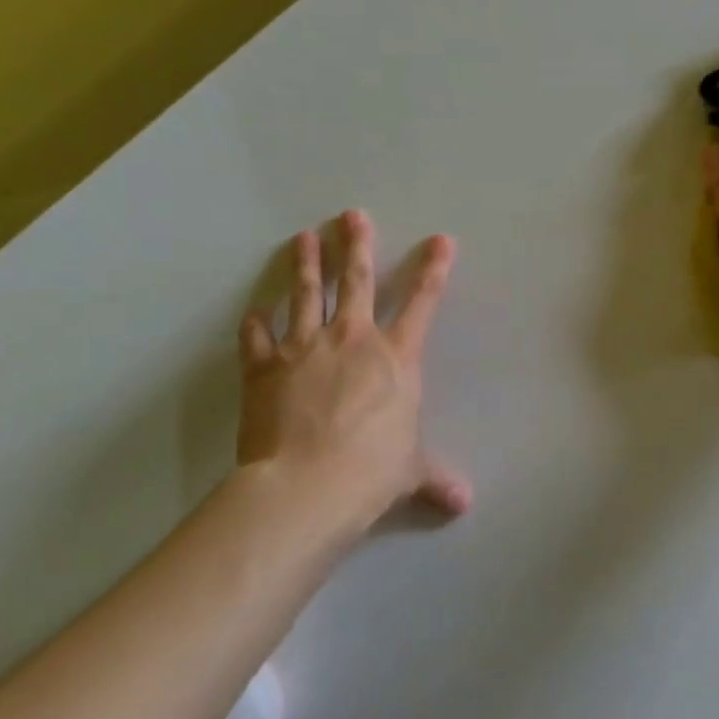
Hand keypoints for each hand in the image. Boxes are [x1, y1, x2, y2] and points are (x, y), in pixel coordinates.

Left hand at [235, 210, 469, 539]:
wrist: (307, 484)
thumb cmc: (371, 472)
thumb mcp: (410, 473)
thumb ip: (435, 479)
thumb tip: (463, 503)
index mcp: (397, 358)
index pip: (423, 303)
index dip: (434, 269)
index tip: (441, 240)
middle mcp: (354, 340)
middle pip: (358, 281)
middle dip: (358, 245)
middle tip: (352, 215)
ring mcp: (305, 348)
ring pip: (308, 295)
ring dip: (307, 264)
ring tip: (304, 237)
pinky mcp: (265, 368)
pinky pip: (258, 338)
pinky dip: (256, 325)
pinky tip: (254, 313)